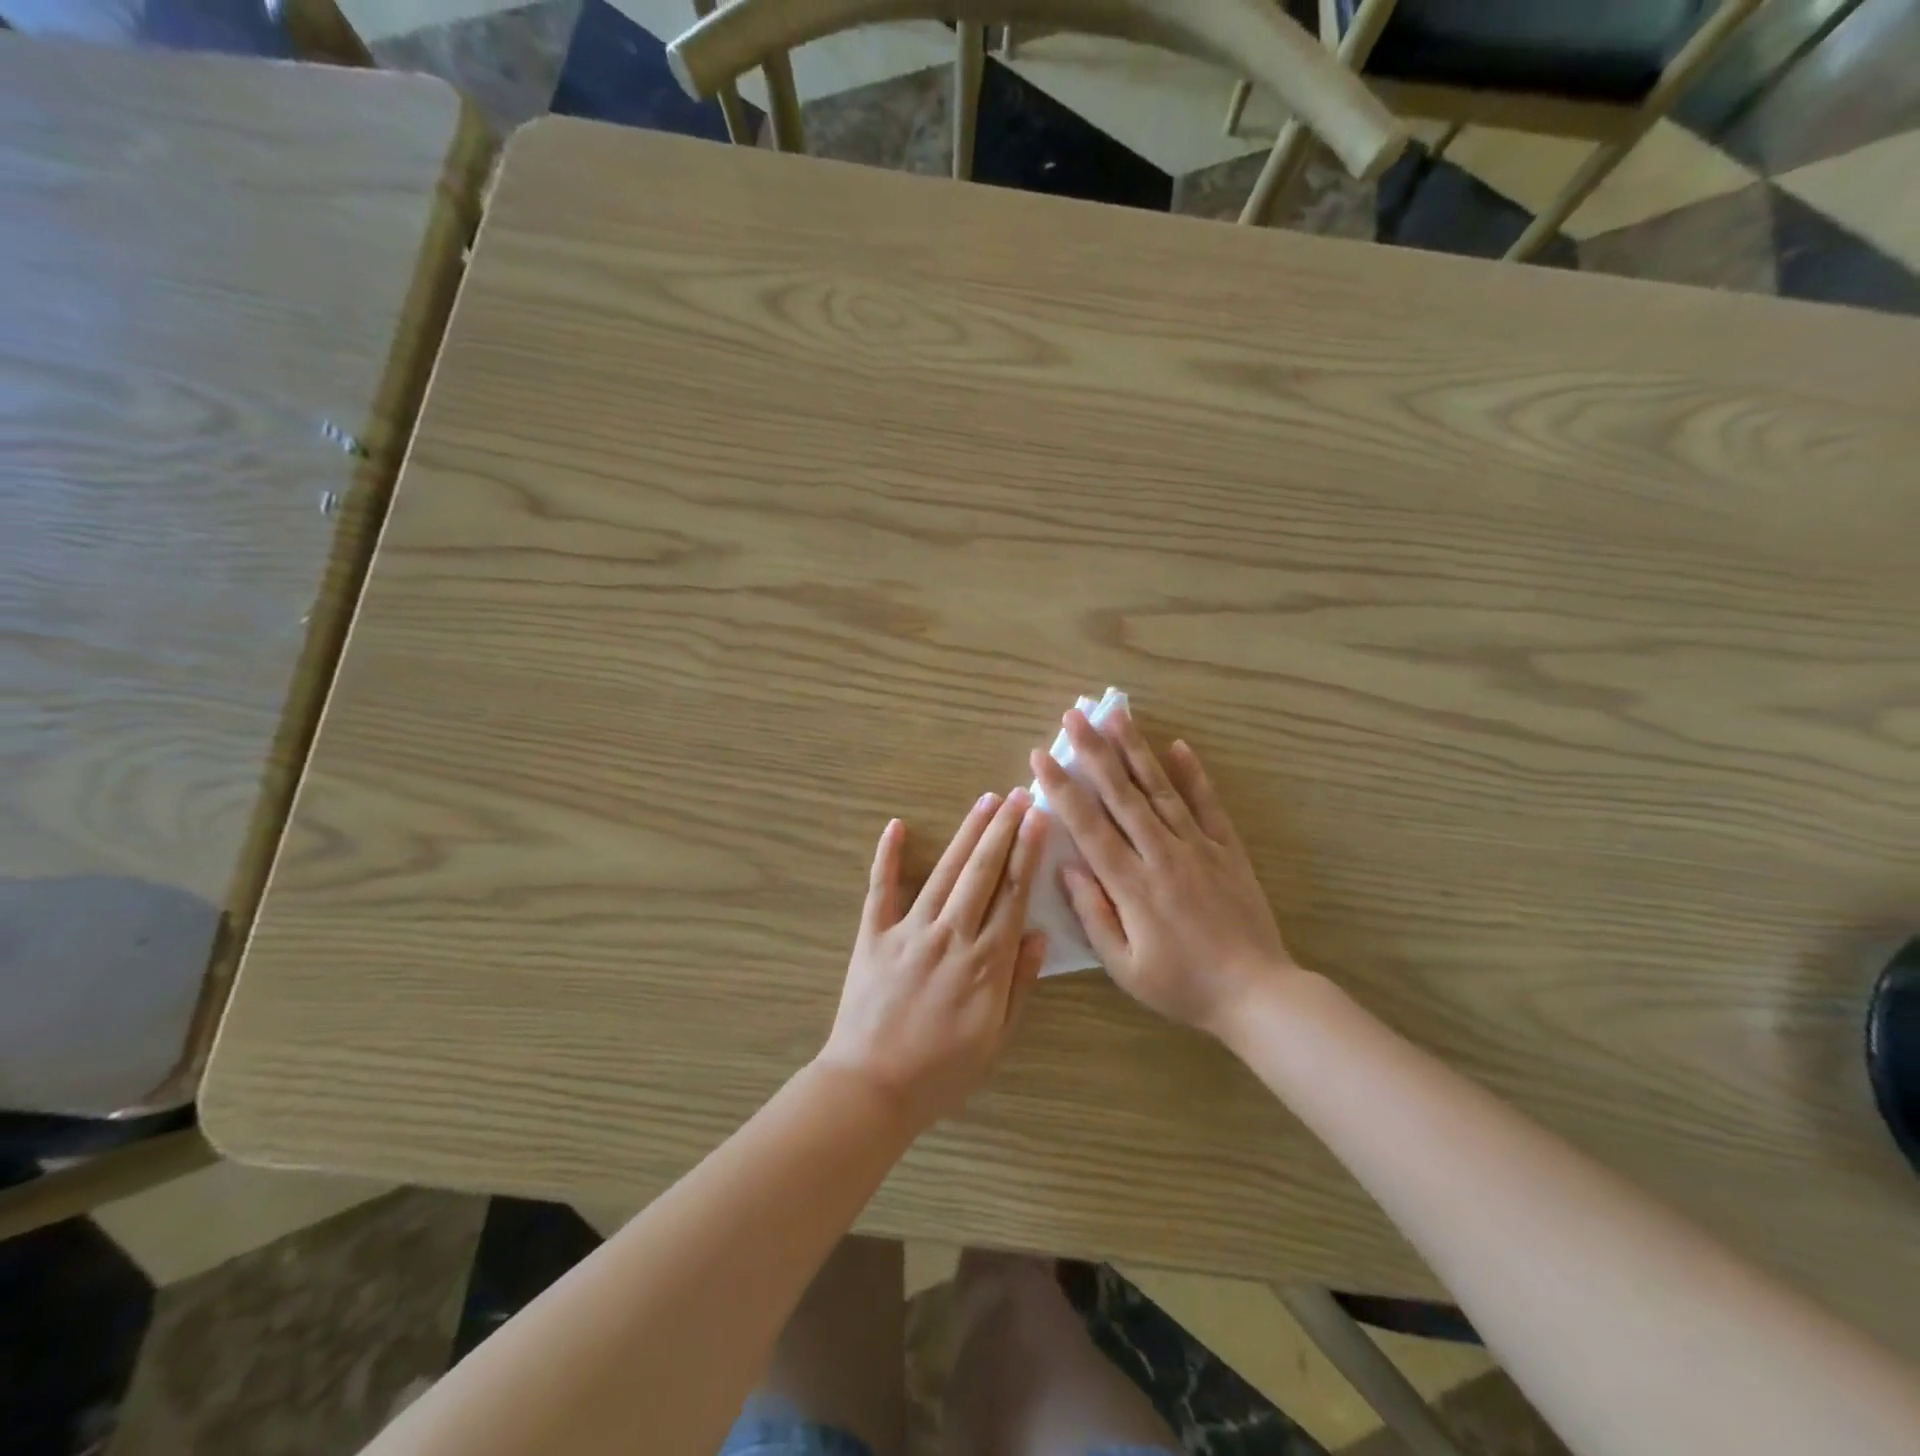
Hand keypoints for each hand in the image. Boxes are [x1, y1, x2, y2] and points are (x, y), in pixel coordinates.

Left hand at [819, 790, 1049, 1128]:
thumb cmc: (942, 1072)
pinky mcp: (873, 935)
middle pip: (982, 871)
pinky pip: (881, 889)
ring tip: (985, 801)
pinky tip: (895, 826)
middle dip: (1003, 829)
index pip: (1014, 894)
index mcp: (986, 962)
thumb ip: (1020, 984)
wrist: (871, 1088)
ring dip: (966, 833)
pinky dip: (886, 856)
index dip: (1028, 852)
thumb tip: (1040, 935)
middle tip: (1018, 794)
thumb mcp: (997, 1040)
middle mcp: (951, 935)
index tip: (1038, 819)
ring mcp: (909, 931)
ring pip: (944, 872)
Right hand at [1030, 709, 1296, 1037]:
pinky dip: (1193, 774)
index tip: (1041, 756)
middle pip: (1122, 794)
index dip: (1062, 788)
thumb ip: (1093, 914)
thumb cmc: (1181, 985)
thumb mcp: (1124, 966)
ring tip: (1117, 715)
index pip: (1088, 825)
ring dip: (1136, 750)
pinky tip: (1179, 746)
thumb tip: (1066, 868)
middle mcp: (1162, 854)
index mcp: (1132, 884)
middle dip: (1094, 751)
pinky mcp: (1227, 849)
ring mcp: (1198, 846)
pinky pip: (1208, 805)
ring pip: (1160, 789)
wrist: (1256, 993)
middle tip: (1074, 716)